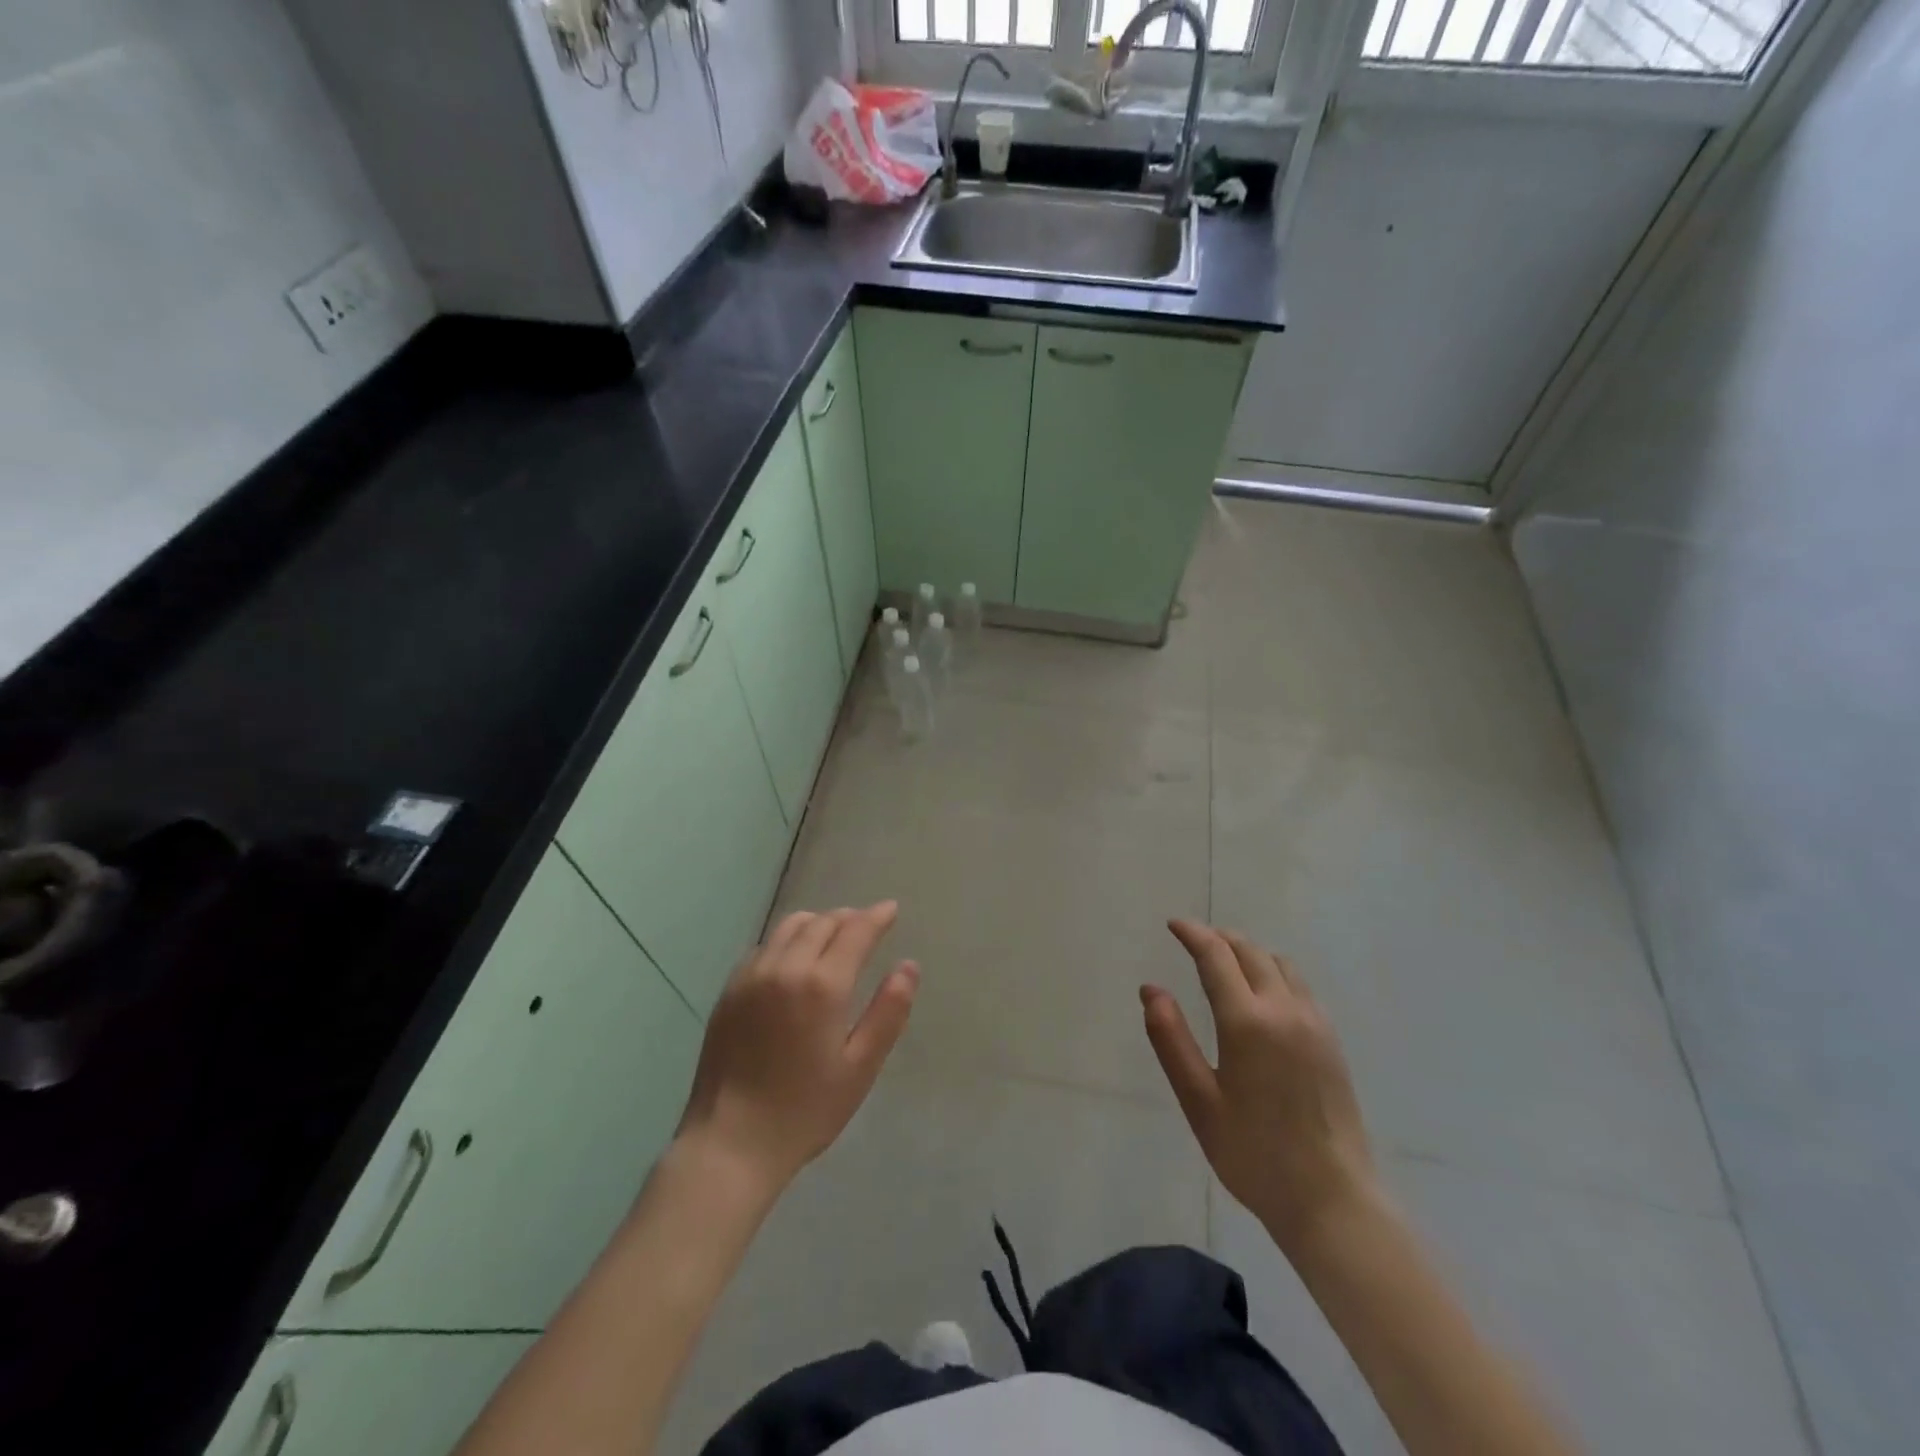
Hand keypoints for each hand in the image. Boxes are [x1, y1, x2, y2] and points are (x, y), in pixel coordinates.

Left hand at [675, 903, 918, 1192]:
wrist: (730, 1143)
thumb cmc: (805, 1110)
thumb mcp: (860, 1067)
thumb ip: (888, 1012)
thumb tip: (909, 966)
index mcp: (821, 985)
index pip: (855, 931)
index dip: (877, 917)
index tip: (892, 909)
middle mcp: (784, 967)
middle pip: (822, 922)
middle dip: (849, 918)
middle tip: (867, 924)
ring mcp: (751, 976)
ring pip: (789, 928)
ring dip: (817, 922)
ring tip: (833, 933)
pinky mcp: (729, 991)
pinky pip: (764, 947)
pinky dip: (787, 940)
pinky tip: (794, 958)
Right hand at [1143, 920, 1376, 1256]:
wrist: (1332, 1199)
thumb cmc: (1253, 1153)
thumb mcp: (1199, 1101)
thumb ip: (1171, 1040)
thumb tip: (1151, 990)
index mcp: (1248, 1021)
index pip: (1216, 955)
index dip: (1193, 934)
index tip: (1173, 924)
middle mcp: (1284, 1009)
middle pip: (1250, 951)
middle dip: (1219, 939)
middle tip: (1194, 941)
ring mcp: (1314, 1022)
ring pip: (1279, 963)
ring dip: (1248, 952)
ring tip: (1225, 963)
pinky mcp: (1331, 1039)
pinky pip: (1298, 985)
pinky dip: (1273, 972)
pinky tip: (1261, 995)